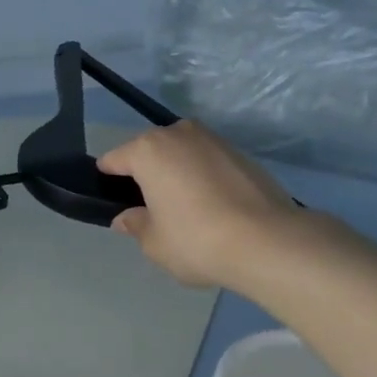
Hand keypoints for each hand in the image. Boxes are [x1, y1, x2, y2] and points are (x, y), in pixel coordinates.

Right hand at [98, 122, 343, 291]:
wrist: (268, 241)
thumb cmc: (196, 239)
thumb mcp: (154, 243)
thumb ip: (136, 225)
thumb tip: (127, 218)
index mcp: (148, 150)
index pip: (114, 160)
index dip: (108, 180)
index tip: (112, 201)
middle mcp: (178, 133)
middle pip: (150, 152)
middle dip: (146, 175)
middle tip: (151, 209)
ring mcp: (212, 139)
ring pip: (181, 154)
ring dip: (177, 174)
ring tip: (185, 209)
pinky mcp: (240, 153)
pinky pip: (208, 162)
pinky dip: (204, 178)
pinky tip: (212, 208)